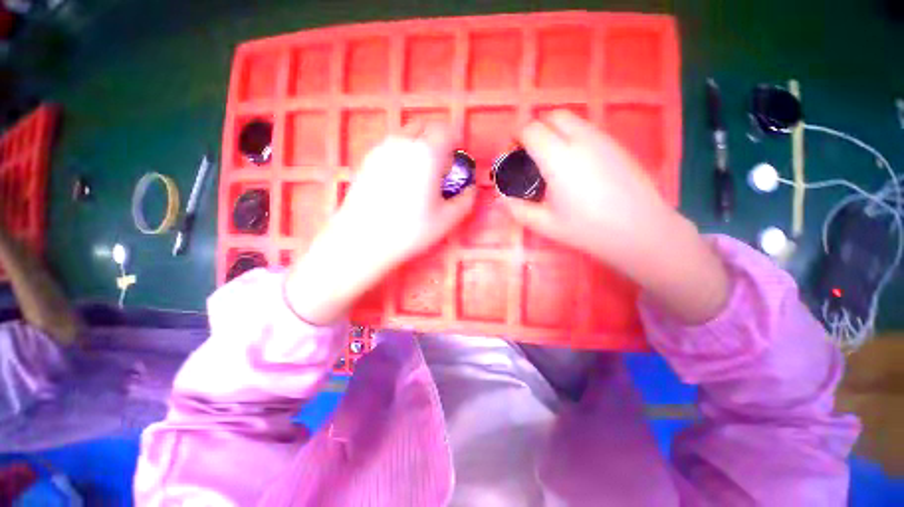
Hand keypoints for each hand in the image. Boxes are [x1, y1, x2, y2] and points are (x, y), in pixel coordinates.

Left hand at [285, 123, 475, 324]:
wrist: (362, 239)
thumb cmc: (410, 230)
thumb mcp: (448, 219)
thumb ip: (466, 199)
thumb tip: (469, 189)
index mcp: (426, 152)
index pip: (446, 130)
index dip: (456, 143)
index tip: (457, 161)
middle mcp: (402, 142)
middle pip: (425, 127)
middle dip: (437, 141)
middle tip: (440, 168)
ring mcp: (381, 149)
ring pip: (406, 135)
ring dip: (419, 147)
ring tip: (420, 175)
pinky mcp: (366, 160)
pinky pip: (391, 147)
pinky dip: (402, 154)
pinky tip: (400, 181)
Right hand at [505, 110, 672, 266]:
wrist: (639, 230)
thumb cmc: (587, 229)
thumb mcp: (543, 224)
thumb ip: (516, 208)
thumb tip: (501, 196)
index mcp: (558, 158)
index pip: (531, 129)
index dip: (516, 137)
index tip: (512, 154)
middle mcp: (581, 140)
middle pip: (552, 116)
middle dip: (535, 129)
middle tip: (530, 155)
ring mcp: (602, 139)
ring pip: (572, 120)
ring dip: (554, 131)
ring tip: (551, 160)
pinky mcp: (616, 145)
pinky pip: (587, 129)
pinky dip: (572, 137)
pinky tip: (575, 164)